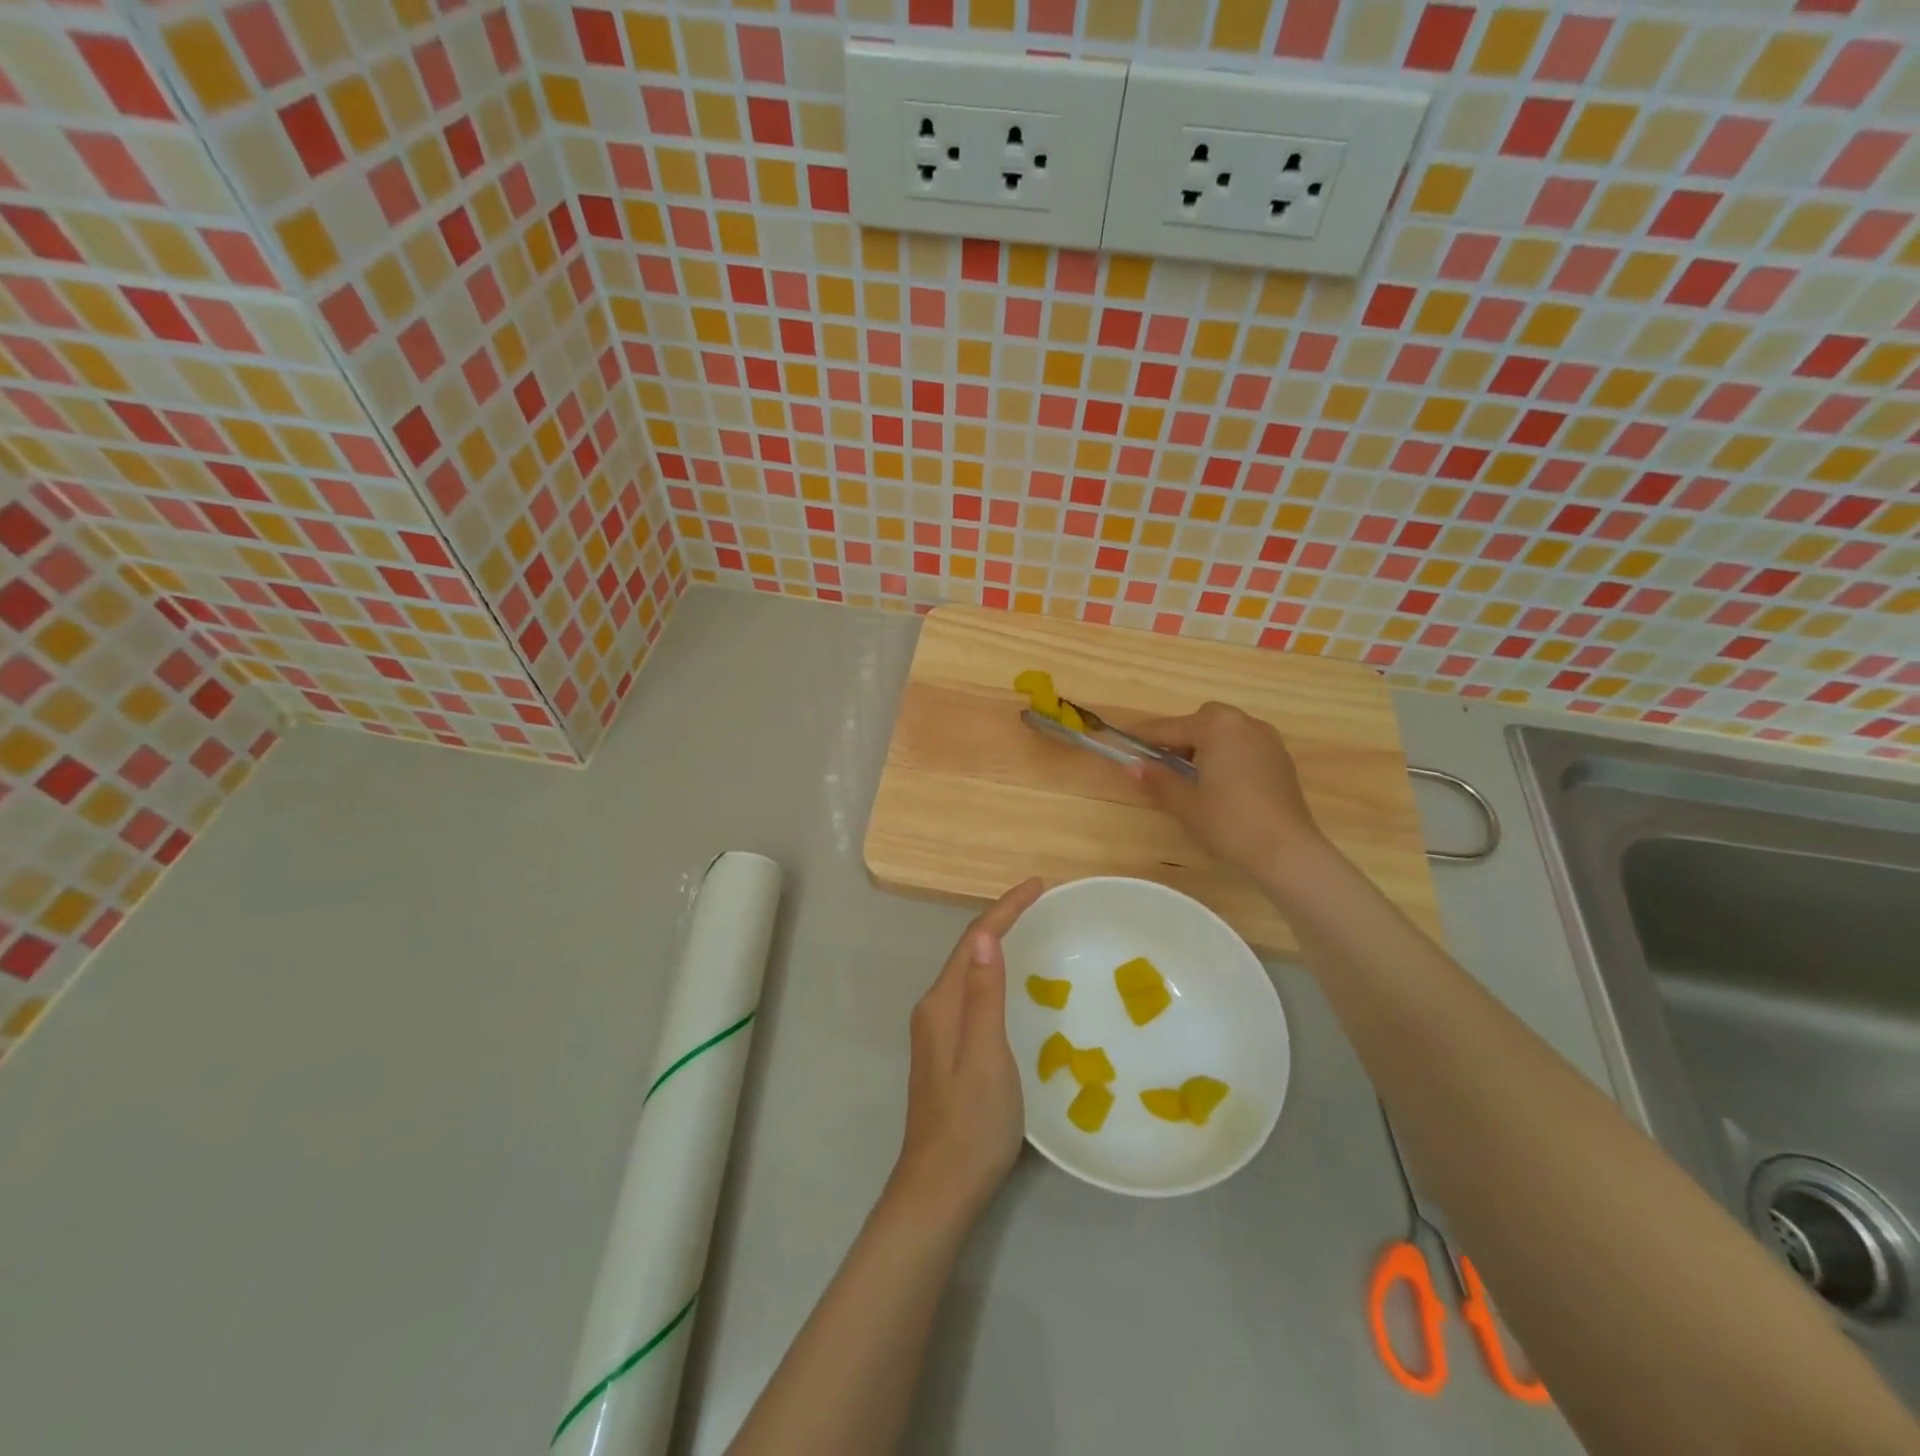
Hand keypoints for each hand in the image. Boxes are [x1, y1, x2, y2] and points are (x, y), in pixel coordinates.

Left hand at [890, 877, 1043, 1225]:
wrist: (941, 1188)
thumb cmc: (971, 1122)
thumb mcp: (985, 1055)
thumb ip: (983, 995)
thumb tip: (983, 936)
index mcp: (942, 1004)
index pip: (974, 940)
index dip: (1005, 909)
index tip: (1038, 885)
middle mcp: (935, 1009)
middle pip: (968, 951)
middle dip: (1002, 920)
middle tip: (1041, 903)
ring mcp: (939, 1032)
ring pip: (970, 972)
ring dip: (998, 945)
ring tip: (1033, 930)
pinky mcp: (948, 1051)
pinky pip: (974, 994)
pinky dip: (995, 975)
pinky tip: (1015, 985)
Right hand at [1131, 702, 1327, 878]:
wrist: (1287, 850)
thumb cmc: (1229, 822)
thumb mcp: (1185, 803)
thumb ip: (1157, 779)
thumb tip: (1132, 765)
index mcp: (1217, 727)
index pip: (1169, 728)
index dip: (1143, 737)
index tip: (1122, 741)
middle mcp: (1244, 723)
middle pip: (1201, 721)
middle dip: (1180, 738)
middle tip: (1164, 766)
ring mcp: (1267, 739)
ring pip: (1225, 732)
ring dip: (1205, 746)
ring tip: (1193, 777)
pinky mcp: (1281, 759)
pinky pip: (1244, 746)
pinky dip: (1227, 756)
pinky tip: (1222, 785)